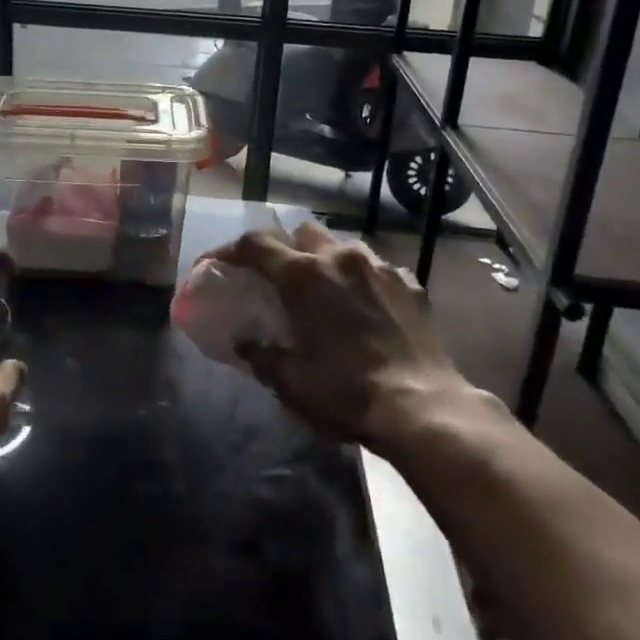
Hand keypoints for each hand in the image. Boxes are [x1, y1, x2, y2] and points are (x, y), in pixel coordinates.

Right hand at [207, 222, 485, 461]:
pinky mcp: (410, 282)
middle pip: (302, 232)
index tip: (217, 263)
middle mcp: (340, 258)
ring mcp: (379, 266)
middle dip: (286, 247)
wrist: (423, 407)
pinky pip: (377, 267)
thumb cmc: (346, 392)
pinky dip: (363, 279)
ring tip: (325, 288)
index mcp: (303, 276)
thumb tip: (245, 343)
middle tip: (280, 277)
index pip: (255, 245)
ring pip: (342, 244)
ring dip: (326, 259)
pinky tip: (365, 305)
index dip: (229, 250)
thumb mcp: (290, 381)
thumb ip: (261, 355)